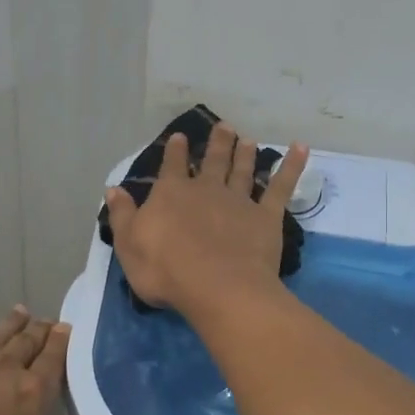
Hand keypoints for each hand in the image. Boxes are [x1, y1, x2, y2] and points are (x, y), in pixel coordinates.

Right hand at [104, 122, 308, 317]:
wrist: (217, 287)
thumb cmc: (166, 271)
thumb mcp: (129, 245)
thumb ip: (123, 215)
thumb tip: (114, 189)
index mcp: (172, 194)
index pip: (172, 167)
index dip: (175, 152)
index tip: (180, 137)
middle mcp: (206, 190)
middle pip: (213, 161)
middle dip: (217, 143)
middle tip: (224, 127)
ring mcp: (239, 201)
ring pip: (243, 170)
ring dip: (245, 153)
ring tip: (248, 139)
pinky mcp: (266, 216)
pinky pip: (281, 187)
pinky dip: (292, 166)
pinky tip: (300, 148)